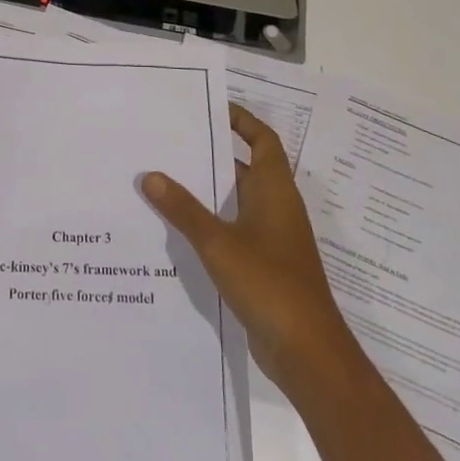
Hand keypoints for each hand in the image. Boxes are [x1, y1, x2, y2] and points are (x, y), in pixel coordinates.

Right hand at [141, 104, 355, 396]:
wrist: (308, 353)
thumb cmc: (270, 284)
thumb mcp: (219, 243)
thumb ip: (184, 209)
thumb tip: (151, 175)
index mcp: (275, 191)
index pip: (263, 140)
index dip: (241, 121)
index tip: (211, 108)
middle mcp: (276, 208)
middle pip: (244, 169)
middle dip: (211, 155)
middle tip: (170, 143)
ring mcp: (272, 239)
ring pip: (236, 203)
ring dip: (206, 193)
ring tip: (164, 181)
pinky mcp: (264, 266)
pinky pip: (234, 232)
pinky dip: (210, 225)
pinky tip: (177, 231)